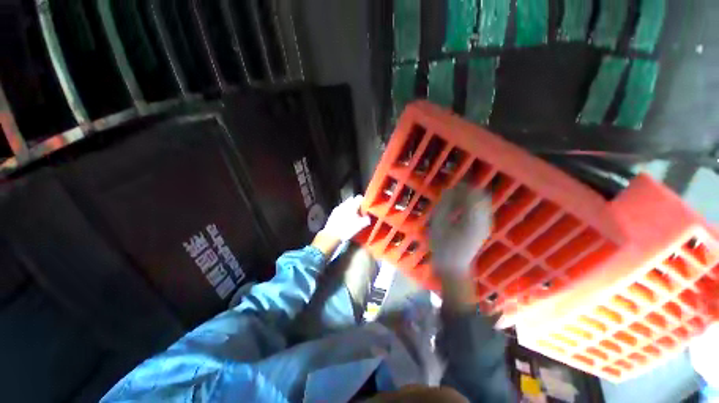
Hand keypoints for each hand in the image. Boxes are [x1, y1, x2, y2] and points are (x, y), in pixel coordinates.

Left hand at [319, 195, 370, 242]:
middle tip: (360, 213)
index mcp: (351, 205)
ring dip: (350, 209)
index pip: (359, 197)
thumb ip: (366, 219)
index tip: (366, 209)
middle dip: (357, 205)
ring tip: (353, 218)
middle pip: (352, 200)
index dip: (364, 202)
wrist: (331, 235)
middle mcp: (344, 204)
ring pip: (346, 205)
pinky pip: (341, 209)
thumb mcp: (360, 226)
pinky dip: (344, 213)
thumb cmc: (346, 229)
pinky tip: (345, 221)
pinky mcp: (333, 213)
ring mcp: (337, 208)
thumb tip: (368, 217)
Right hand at [430, 183, 491, 276]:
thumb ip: (444, 206)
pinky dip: (474, 205)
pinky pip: (484, 209)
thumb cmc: (443, 250)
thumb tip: (449, 190)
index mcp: (472, 220)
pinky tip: (463, 210)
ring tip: (457, 201)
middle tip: (453, 193)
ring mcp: (486, 225)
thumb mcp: (438, 226)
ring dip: (471, 197)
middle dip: (467, 191)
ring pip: (484, 201)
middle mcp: (483, 220)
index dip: (461, 187)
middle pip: (481, 195)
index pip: (471, 194)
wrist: (454, 270)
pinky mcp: (485, 228)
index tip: (449, 188)